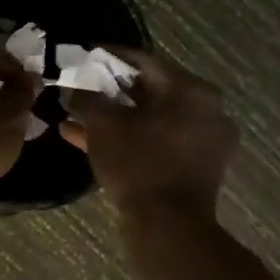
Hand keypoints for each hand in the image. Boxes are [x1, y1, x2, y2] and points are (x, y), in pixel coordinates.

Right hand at [62, 49, 237, 214]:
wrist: (169, 226)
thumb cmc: (137, 164)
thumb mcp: (103, 125)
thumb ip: (86, 97)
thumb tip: (73, 86)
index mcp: (190, 89)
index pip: (143, 61)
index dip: (108, 55)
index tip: (84, 52)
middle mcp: (207, 109)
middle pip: (150, 90)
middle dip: (110, 91)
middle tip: (82, 87)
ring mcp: (207, 139)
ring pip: (152, 118)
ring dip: (116, 117)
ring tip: (78, 118)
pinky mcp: (200, 165)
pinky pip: (161, 140)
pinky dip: (132, 138)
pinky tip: (91, 141)